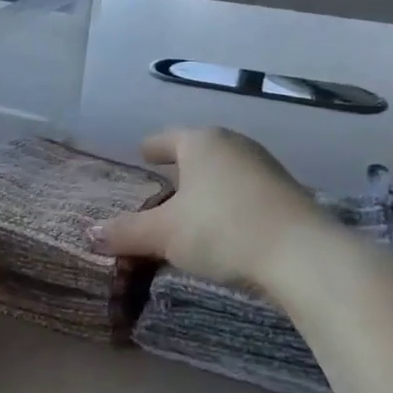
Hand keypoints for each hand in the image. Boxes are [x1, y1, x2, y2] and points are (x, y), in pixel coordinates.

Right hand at [89, 127, 322, 289]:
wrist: (302, 254)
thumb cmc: (222, 230)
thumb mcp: (165, 234)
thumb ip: (126, 232)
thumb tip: (90, 234)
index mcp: (201, 142)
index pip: (167, 138)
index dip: (151, 147)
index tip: (142, 153)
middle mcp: (234, 145)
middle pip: (199, 151)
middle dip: (181, 166)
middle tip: (162, 182)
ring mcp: (265, 167)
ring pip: (225, 171)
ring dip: (208, 185)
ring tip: (193, 206)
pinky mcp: (287, 193)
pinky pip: (246, 191)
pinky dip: (230, 201)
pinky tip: (226, 224)